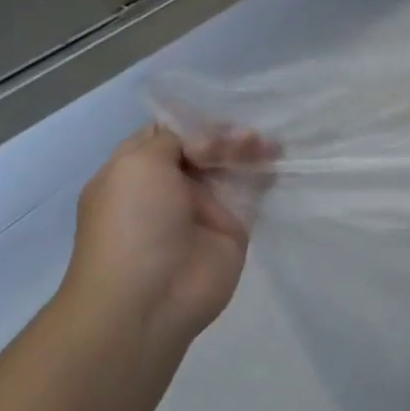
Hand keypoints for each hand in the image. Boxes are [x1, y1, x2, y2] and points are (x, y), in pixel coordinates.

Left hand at [62, 125, 276, 355]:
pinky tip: (277, 159)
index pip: (171, 131)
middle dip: (227, 134)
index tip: (219, 112)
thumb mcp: (137, 165)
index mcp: (137, 170)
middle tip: (243, 138)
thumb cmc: (132, 225)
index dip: (195, 119)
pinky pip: (254, 189)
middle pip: (206, 144)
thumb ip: (175, 137)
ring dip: (249, 148)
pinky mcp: (234, 224)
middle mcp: (169, 185)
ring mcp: (203, 205)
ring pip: (232, 163)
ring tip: (264, 147)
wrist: (150, 298)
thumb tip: (208, 139)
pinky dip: (268, 172)